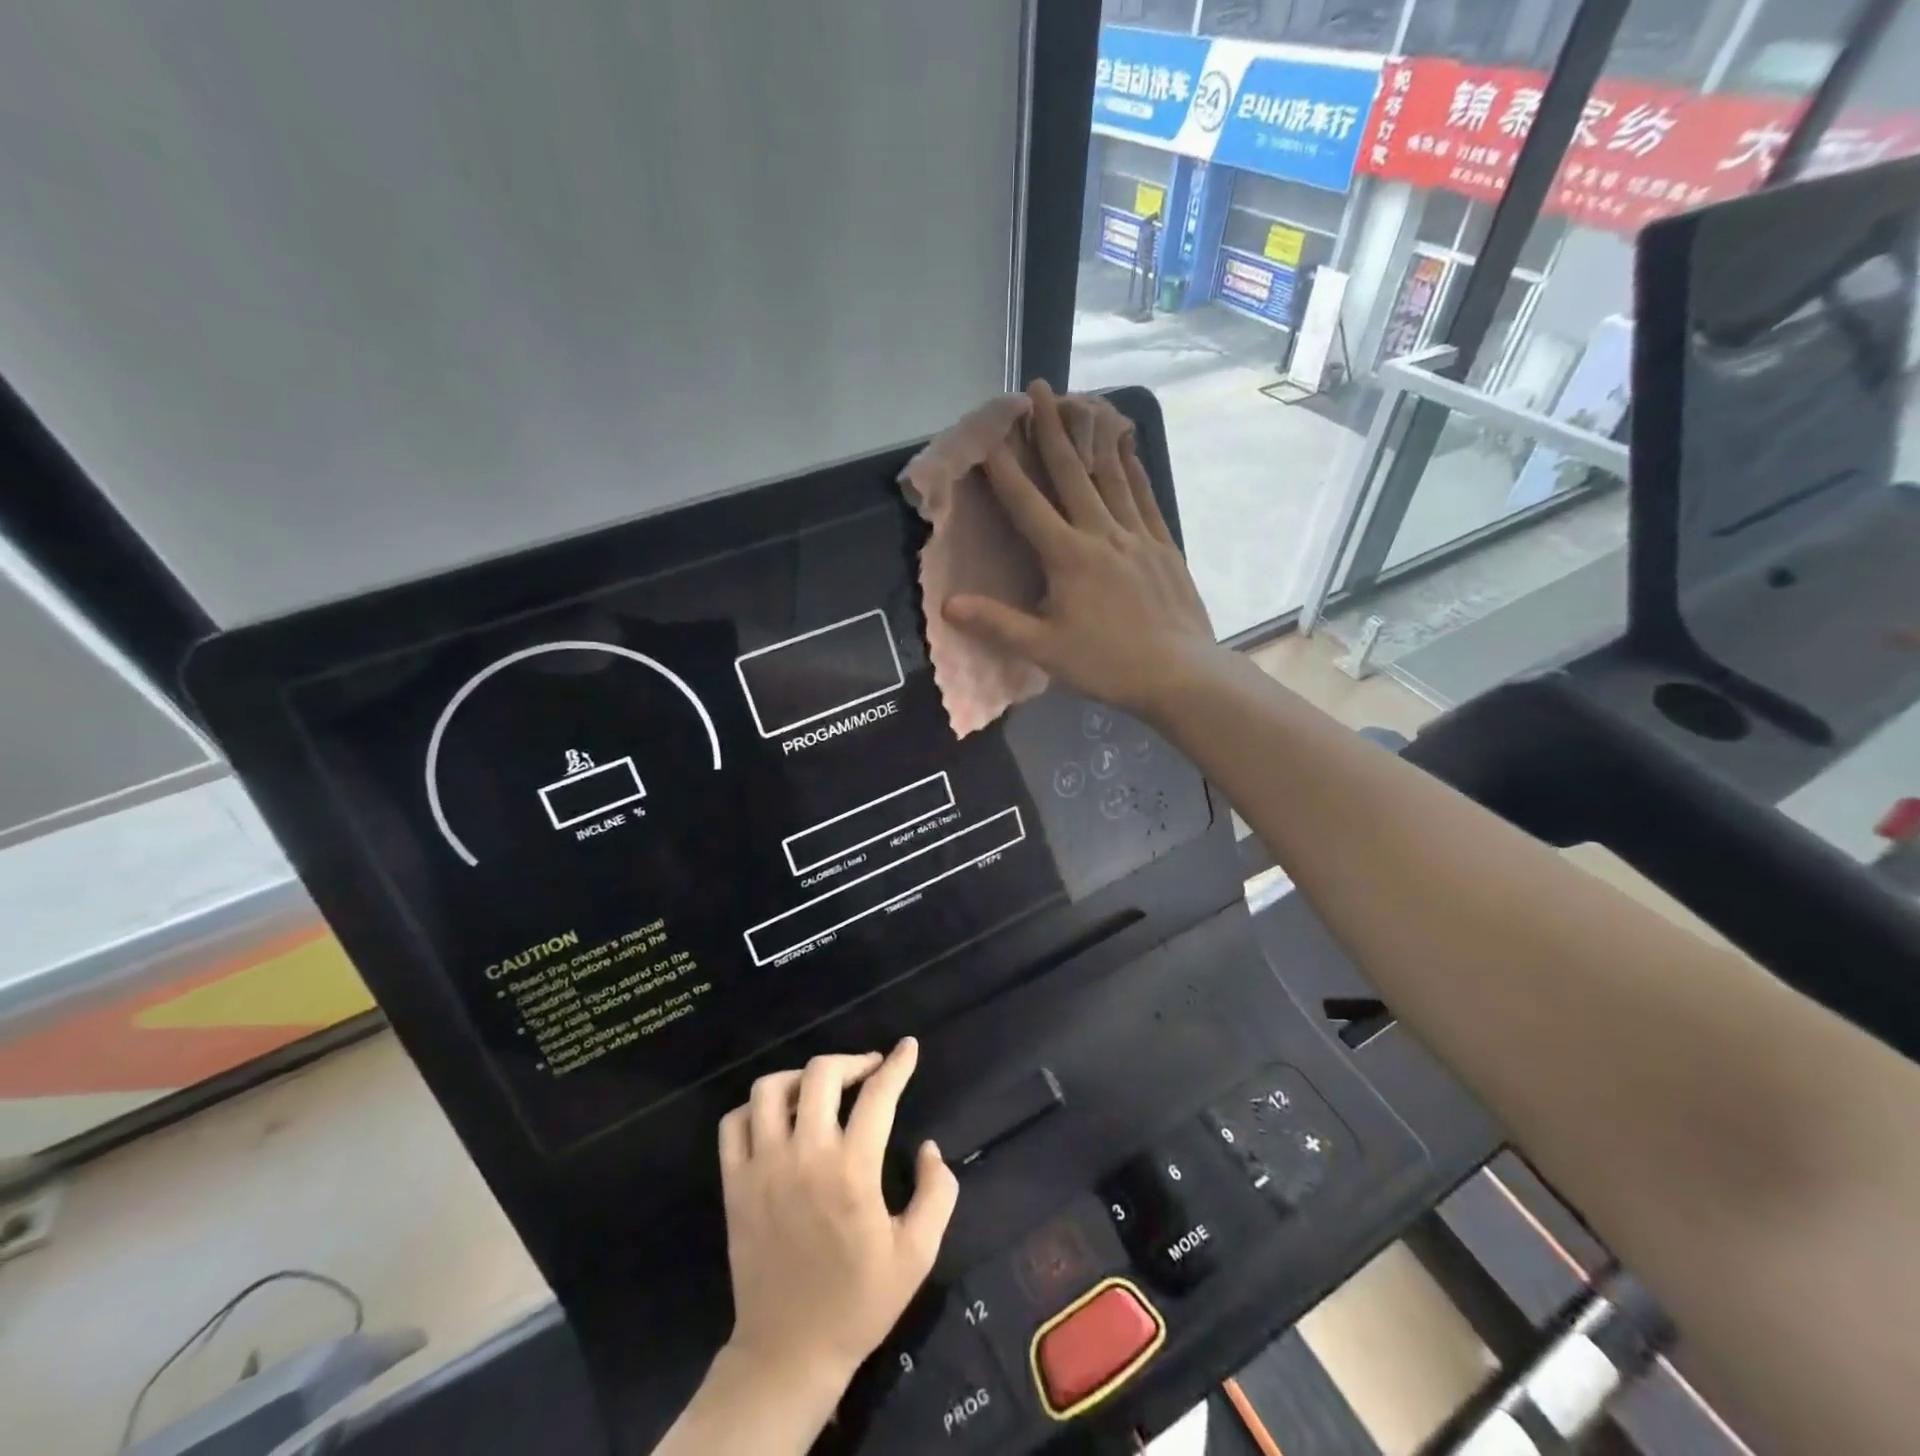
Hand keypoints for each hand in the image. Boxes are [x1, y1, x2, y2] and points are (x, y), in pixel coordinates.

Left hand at [716, 1038, 957, 1395]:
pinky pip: (734, 1123)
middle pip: (821, 1074)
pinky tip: (778, 1118)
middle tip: (868, 1071)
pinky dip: (755, 1108)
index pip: (878, 1095)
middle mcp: (805, 1157)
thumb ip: (936, 1192)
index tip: (907, 1047)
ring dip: (801, 1077)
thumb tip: (928, 1147)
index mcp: (852, 1171)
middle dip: (851, 1060)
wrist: (788, 1353)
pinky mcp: (734, 1184)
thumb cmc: (858, 1302)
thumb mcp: (917, 1255)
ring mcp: (762, 1168)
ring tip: (821, 1090)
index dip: (897, 1064)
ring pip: (771, 1088)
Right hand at [943, 380, 1215, 719]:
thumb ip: (997, 623)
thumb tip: (948, 604)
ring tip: (1084, 402)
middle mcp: (1102, 534)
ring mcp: (1138, 536)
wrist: (1181, 674)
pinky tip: (1128, 449)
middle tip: (1038, 389)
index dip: (1005, 468)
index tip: (989, 433)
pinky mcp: (1165, 546)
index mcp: (1068, 556)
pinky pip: (1145, 498)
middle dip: (1051, 430)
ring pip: (1110, 477)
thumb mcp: (1045, 650)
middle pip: (1071, 474)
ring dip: (1092, 438)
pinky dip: (1133, 470)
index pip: (1027, 504)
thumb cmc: (1108, 664)